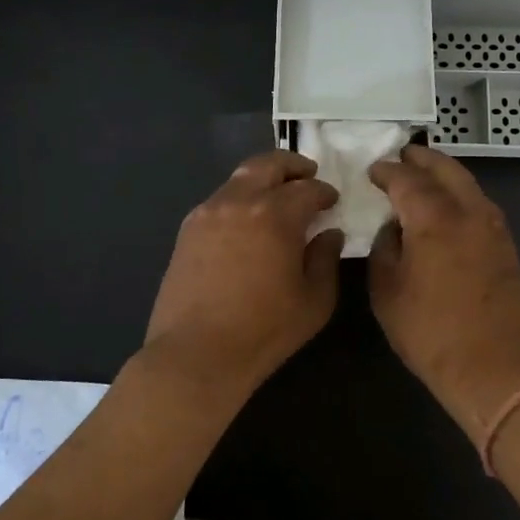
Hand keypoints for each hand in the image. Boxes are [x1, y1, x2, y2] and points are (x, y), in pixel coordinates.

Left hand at [144, 150, 343, 396]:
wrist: (195, 354)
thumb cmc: (263, 331)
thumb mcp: (314, 301)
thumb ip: (325, 259)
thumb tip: (329, 233)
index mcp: (274, 215)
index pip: (306, 189)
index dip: (324, 192)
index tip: (332, 201)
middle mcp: (238, 202)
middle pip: (267, 165)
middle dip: (292, 166)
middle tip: (308, 174)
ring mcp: (207, 213)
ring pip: (239, 179)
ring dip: (263, 180)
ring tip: (277, 197)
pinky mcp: (188, 230)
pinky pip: (220, 200)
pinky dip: (240, 198)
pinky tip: (248, 221)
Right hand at [367, 145, 519, 440]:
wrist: (495, 370)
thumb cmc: (431, 334)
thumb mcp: (387, 292)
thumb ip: (385, 249)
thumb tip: (394, 228)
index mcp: (434, 218)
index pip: (406, 179)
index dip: (387, 171)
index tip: (373, 171)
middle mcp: (469, 212)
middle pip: (445, 169)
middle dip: (422, 159)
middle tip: (402, 156)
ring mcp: (493, 228)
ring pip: (468, 184)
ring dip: (444, 174)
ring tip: (423, 177)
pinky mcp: (507, 246)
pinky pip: (480, 204)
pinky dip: (460, 194)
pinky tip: (447, 207)